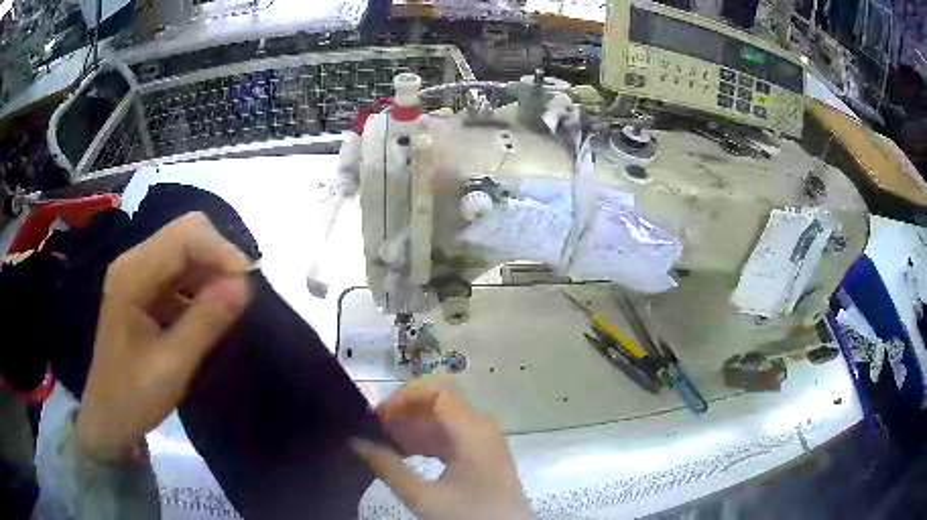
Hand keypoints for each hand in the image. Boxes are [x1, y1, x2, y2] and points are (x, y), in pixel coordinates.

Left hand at [75, 212, 252, 462]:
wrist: (109, 417)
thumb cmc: (134, 397)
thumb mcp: (172, 366)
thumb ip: (206, 322)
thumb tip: (245, 284)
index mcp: (132, 274)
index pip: (184, 235)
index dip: (220, 250)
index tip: (248, 285)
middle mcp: (134, 262)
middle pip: (186, 234)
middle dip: (219, 258)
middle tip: (241, 296)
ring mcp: (138, 273)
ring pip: (186, 250)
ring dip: (212, 271)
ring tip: (230, 307)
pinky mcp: (144, 288)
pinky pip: (181, 272)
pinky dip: (201, 285)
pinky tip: (210, 312)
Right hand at [352, 381, 532, 519]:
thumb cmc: (468, 516)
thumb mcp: (423, 496)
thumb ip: (387, 467)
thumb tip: (357, 443)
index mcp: (473, 430)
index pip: (438, 392)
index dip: (406, 396)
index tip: (380, 414)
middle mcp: (482, 429)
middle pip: (440, 405)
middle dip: (405, 413)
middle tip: (375, 429)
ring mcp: (485, 443)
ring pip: (444, 422)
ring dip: (413, 428)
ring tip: (384, 442)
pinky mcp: (483, 457)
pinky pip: (452, 438)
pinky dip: (427, 442)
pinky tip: (404, 454)